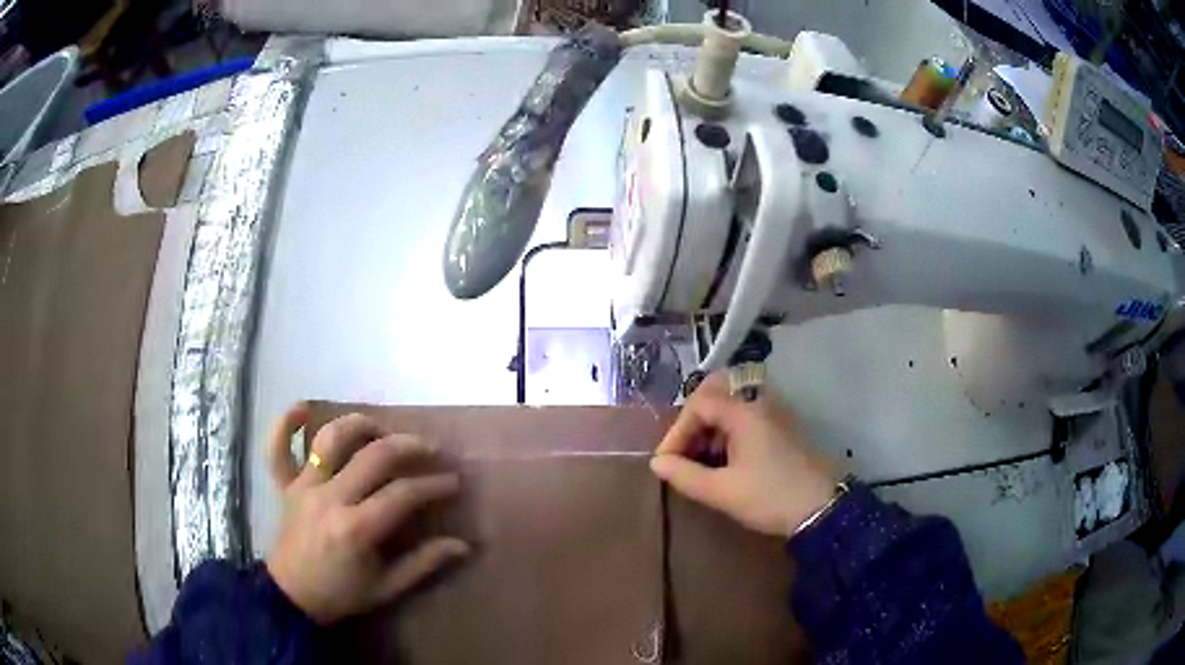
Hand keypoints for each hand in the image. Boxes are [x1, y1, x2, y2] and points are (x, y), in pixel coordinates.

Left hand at [265, 404, 468, 624]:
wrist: (292, 598)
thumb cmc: (342, 594)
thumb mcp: (388, 588)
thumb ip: (424, 564)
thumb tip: (463, 545)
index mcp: (357, 528)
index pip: (403, 493)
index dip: (433, 485)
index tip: (453, 482)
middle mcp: (330, 499)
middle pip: (374, 456)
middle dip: (409, 446)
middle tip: (431, 449)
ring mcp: (303, 487)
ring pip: (330, 439)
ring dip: (358, 425)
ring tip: (380, 428)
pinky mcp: (284, 486)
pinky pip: (278, 448)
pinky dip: (285, 424)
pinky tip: (303, 408)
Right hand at [650, 373, 839, 538]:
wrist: (822, 508)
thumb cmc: (769, 497)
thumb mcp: (722, 491)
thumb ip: (685, 475)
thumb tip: (658, 464)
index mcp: (744, 412)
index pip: (698, 404)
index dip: (677, 431)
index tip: (668, 461)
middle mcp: (760, 402)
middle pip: (717, 392)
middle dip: (694, 420)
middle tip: (684, 450)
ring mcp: (776, 413)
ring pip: (733, 404)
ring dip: (712, 427)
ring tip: (702, 460)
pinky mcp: (784, 428)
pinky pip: (748, 416)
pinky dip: (730, 431)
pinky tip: (726, 460)